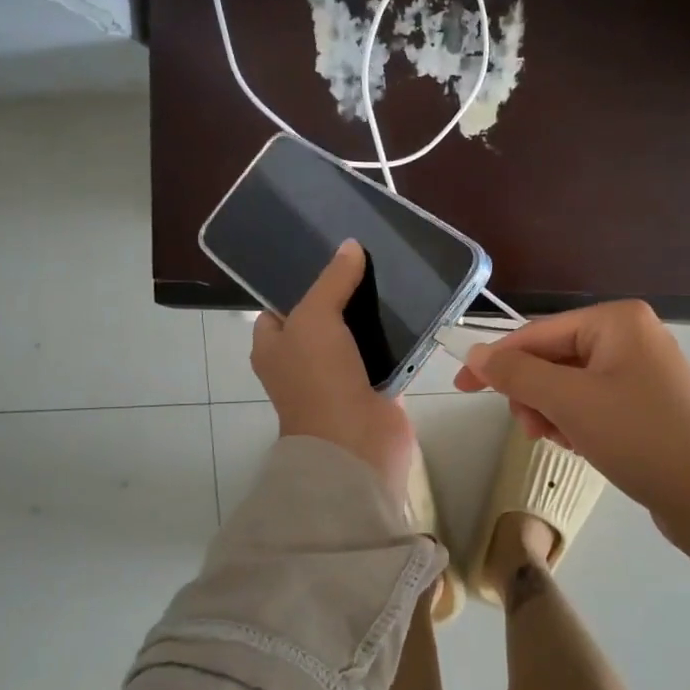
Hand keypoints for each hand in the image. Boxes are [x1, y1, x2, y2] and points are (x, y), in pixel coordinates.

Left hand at [252, 240, 415, 503]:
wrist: (355, 444)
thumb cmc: (319, 379)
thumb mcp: (314, 318)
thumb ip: (331, 281)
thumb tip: (349, 246)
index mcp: (274, 348)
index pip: (279, 308)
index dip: (297, 283)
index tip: (326, 256)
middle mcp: (303, 363)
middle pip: (323, 319)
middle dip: (343, 294)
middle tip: (368, 260)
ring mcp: (340, 377)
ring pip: (356, 336)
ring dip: (374, 314)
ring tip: (395, 275)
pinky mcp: (374, 388)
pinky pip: (386, 355)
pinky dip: (398, 338)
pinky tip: (415, 309)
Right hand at [455, 300, 689, 520]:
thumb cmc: (638, 436)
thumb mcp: (568, 401)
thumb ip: (516, 373)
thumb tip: (475, 353)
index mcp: (617, 320)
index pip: (538, 333)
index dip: (497, 360)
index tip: (461, 386)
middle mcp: (632, 336)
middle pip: (554, 358)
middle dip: (535, 395)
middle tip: (533, 430)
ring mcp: (644, 371)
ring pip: (571, 385)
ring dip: (554, 413)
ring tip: (563, 443)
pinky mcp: (649, 404)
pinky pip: (594, 403)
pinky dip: (578, 423)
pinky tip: (583, 447)